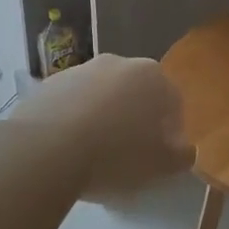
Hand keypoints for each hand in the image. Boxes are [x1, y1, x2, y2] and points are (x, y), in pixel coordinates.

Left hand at [13, 55, 194, 200]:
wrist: (44, 150)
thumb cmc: (115, 155)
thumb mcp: (161, 165)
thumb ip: (181, 155)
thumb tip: (184, 149)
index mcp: (152, 77)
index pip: (173, 104)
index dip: (170, 133)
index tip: (161, 158)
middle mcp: (118, 63)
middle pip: (136, 95)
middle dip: (136, 120)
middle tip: (129, 155)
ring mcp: (80, 70)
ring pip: (102, 97)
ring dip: (104, 118)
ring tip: (94, 154)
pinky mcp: (47, 84)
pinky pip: (71, 104)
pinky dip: (74, 120)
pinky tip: (67, 149)